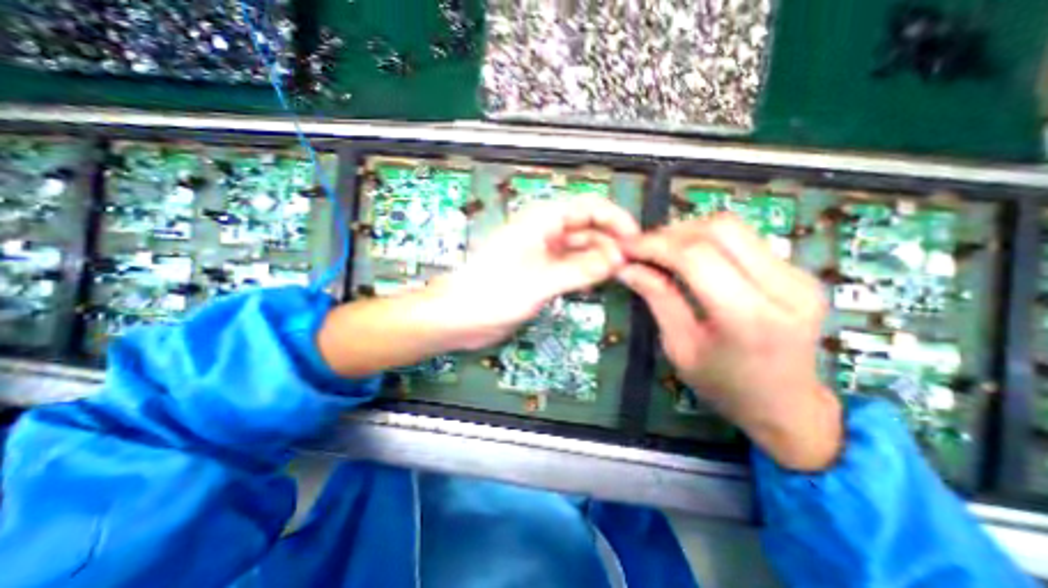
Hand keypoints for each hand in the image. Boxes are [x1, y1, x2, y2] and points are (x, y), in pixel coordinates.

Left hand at [425, 194, 638, 347]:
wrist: (460, 316)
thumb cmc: (493, 292)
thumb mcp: (541, 281)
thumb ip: (580, 269)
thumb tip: (616, 260)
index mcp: (541, 220)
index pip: (588, 206)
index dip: (615, 218)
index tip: (635, 239)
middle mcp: (544, 231)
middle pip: (586, 226)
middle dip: (610, 240)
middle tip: (630, 262)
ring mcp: (542, 252)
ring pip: (580, 246)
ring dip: (599, 256)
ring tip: (619, 272)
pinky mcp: (540, 271)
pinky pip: (570, 264)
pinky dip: (585, 269)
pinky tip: (598, 279)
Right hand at [616, 214, 840, 469]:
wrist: (787, 407)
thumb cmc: (724, 386)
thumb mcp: (680, 348)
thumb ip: (657, 299)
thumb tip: (627, 268)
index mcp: (748, 317)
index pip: (696, 256)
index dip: (655, 245)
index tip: (627, 247)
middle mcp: (784, 288)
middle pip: (720, 228)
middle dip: (672, 232)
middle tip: (643, 247)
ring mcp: (799, 276)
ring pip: (734, 227)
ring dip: (689, 232)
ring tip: (661, 251)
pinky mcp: (799, 271)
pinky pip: (745, 239)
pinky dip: (708, 240)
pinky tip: (688, 257)